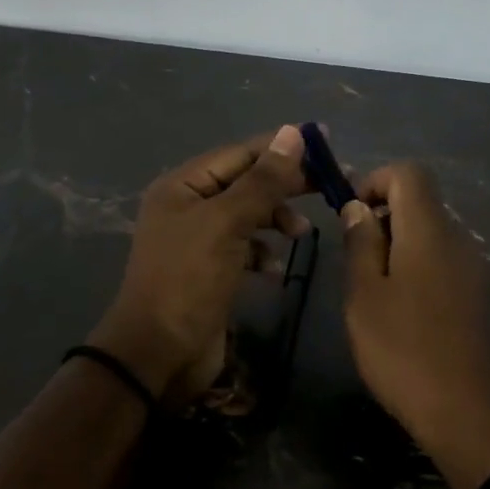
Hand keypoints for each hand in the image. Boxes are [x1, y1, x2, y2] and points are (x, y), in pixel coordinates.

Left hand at [90, 126, 310, 409]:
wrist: (159, 354)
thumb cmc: (189, 280)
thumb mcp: (227, 223)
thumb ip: (262, 181)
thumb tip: (293, 133)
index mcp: (183, 185)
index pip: (240, 153)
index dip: (281, 148)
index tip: (325, 143)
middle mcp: (188, 207)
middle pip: (246, 183)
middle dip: (285, 185)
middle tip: (330, 186)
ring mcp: (199, 241)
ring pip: (249, 216)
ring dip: (276, 219)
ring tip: (301, 233)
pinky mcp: (211, 271)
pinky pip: (245, 248)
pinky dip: (264, 253)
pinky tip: (275, 268)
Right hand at [340, 163, 489, 488]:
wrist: (468, 413)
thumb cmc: (404, 350)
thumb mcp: (365, 295)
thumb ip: (361, 243)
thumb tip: (360, 207)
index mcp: (429, 231)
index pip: (409, 173)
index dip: (375, 180)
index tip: (351, 215)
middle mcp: (458, 238)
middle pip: (420, 201)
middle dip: (382, 215)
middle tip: (355, 259)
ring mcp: (473, 267)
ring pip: (430, 232)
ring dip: (397, 244)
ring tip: (373, 289)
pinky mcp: (478, 294)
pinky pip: (442, 260)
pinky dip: (416, 266)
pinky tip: (401, 310)